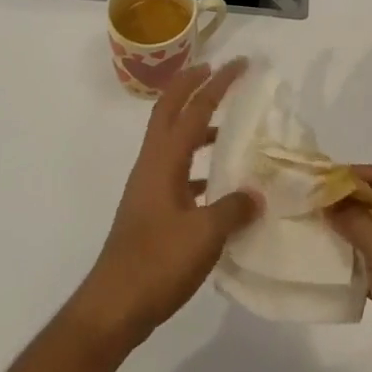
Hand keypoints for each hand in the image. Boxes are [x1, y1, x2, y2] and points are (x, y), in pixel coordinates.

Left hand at [74, 59, 262, 348]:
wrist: (113, 307)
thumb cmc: (157, 263)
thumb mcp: (205, 236)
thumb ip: (234, 209)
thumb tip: (257, 193)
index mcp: (164, 159)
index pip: (194, 108)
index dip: (217, 83)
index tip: (240, 64)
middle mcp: (153, 163)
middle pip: (170, 110)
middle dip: (192, 85)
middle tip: (218, 71)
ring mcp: (149, 186)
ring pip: (172, 138)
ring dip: (195, 122)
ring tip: (226, 124)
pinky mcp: (151, 209)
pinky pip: (177, 169)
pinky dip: (197, 163)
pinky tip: (219, 183)